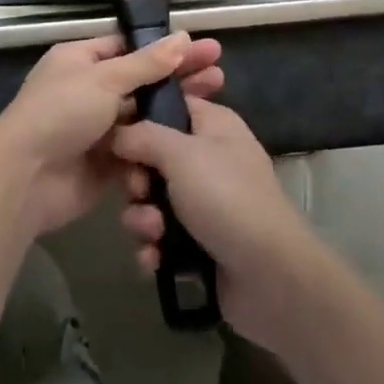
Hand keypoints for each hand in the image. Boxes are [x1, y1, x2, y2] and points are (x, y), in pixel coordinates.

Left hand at [0, 33, 223, 237]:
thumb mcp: (104, 80)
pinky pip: (140, 149)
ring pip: (144, 115)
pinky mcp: (107, 162)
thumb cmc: (60, 113)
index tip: (202, 48)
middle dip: (179, 76)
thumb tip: (182, 38)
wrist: (25, 179)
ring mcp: (98, 128)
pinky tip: (196, 139)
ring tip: (217, 100)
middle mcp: (89, 91)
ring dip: (175, 109)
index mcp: (81, 61)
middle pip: (142, 80)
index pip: (129, 47)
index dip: (166, 48)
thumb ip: (146, 64)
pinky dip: (162, 144)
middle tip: (220, 72)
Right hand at [110, 97, 328, 352]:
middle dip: (137, 181)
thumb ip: (143, 136)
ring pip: (152, 201)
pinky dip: (154, 248)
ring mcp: (204, 204)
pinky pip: (160, 239)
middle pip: (152, 158)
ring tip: (153, 233)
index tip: (114, 134)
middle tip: (140, 191)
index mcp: (213, 125)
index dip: (139, 118)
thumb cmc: (226, 198)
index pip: (169, 106)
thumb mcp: (182, 154)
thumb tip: (117, 133)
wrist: (269, 277)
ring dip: (143, 219)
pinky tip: (155, 260)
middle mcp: (208, 159)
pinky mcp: (198, 244)